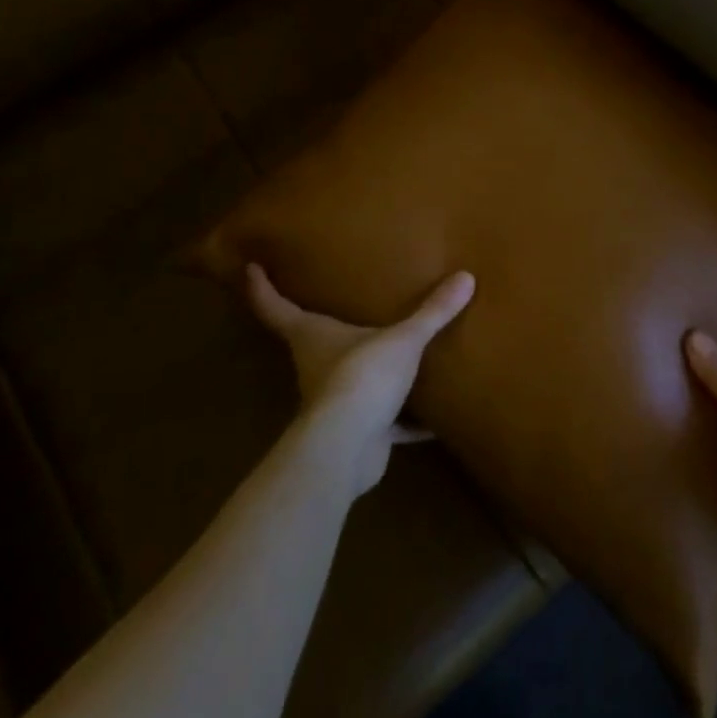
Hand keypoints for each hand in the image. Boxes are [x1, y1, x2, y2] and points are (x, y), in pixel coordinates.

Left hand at [245, 264, 474, 493]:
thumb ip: (432, 312)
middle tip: (338, 301)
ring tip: (394, 352)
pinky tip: (433, 420)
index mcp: (312, 335)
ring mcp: (335, 402)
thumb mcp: (403, 339)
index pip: (275, 306)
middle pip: (311, 341)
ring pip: (349, 380)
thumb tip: (466, 277)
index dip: (260, 286)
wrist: (348, 450)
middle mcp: (316, 365)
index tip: (250, 267)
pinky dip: (406, 421)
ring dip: (368, 371)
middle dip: (321, 325)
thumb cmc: (361, 377)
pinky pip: (385, 421)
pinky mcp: (358, 433)